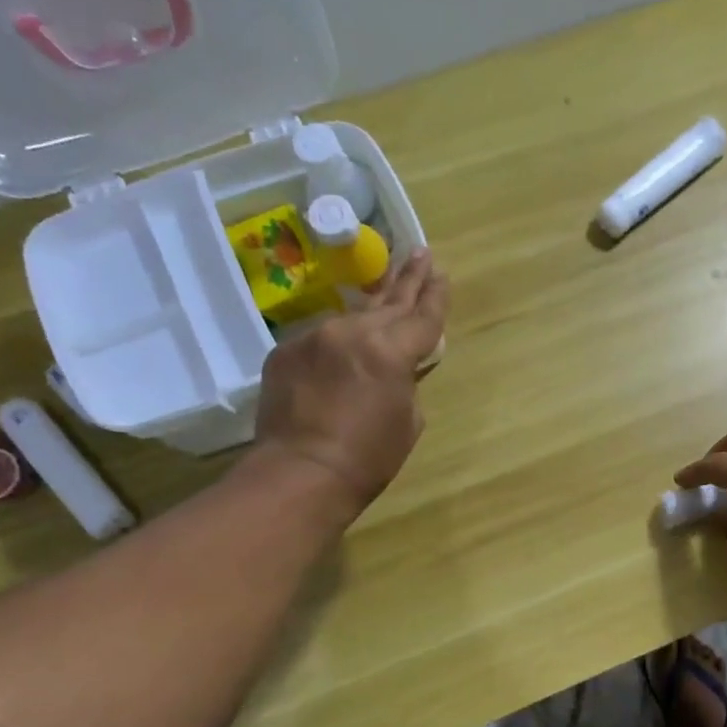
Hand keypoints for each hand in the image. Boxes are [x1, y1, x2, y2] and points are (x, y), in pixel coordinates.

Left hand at [251, 248, 449, 519]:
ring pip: (352, 317)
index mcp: (391, 351)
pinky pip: (319, 340)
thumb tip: (397, 372)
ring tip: (385, 289)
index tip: (442, 272)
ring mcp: (313, 338)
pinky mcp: (285, 352)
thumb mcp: (408, 422)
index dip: (436, 296)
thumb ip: (406, 384)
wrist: (301, 473)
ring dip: (371, 307)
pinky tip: (343, 348)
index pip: (423, 316)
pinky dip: (336, 342)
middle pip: (389, 302)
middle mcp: (352, 332)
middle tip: (420, 253)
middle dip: (408, 279)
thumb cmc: (368, 458)